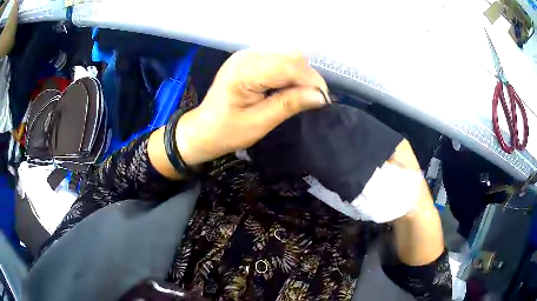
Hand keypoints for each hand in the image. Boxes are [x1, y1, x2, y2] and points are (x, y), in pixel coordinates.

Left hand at [176, 49, 328, 165]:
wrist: (203, 130)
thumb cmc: (226, 131)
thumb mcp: (259, 123)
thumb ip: (289, 105)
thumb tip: (320, 97)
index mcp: (244, 70)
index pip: (287, 66)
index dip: (310, 81)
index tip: (324, 101)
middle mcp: (246, 55)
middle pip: (290, 56)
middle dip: (308, 77)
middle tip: (315, 100)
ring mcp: (247, 55)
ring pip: (287, 55)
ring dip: (301, 74)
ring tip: (303, 95)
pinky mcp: (250, 59)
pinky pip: (279, 59)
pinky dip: (291, 72)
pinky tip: (291, 88)